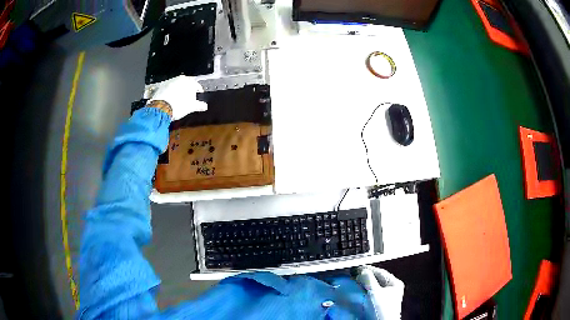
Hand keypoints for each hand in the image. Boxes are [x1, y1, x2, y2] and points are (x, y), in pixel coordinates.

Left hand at [149, 75, 207, 119]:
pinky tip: (169, 100)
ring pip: (176, 85)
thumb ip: (199, 105)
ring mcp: (169, 81)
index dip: (198, 91)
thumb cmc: (178, 106)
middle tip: (187, 99)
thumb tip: (204, 106)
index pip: (196, 85)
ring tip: (177, 100)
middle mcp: (180, 78)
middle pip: (186, 84)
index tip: (198, 96)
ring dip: (178, 91)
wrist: (161, 108)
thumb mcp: (191, 107)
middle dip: (187, 90)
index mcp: (189, 81)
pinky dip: (169, 93)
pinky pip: (168, 88)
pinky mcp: (161, 86)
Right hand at [356, 265, 404, 319]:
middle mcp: (392, 289)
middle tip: (353, 276)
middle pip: (376, 280)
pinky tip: (357, 294)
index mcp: (395, 283)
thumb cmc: (382, 310)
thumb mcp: (374, 292)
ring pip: (372, 287)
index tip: (356, 268)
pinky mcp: (379, 305)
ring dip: (363, 285)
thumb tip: (362, 271)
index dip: (367, 269)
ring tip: (354, 284)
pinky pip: (370, 295)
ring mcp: (386, 298)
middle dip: (364, 278)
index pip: (380, 271)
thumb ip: (368, 279)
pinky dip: (363, 293)